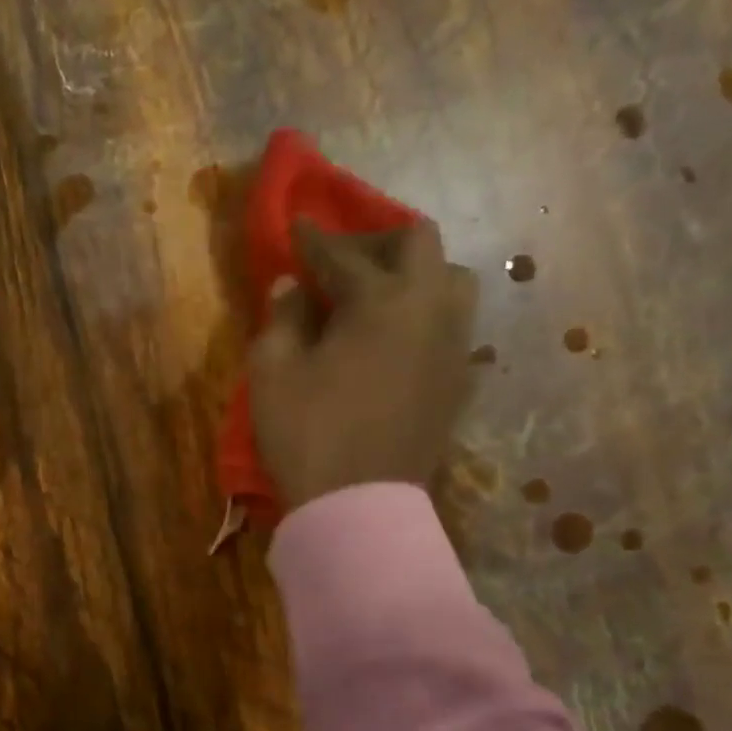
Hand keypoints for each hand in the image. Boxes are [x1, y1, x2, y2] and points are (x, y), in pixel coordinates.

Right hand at [248, 218, 477, 508]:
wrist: (357, 506)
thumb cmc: (306, 432)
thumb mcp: (272, 370)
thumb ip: (283, 317)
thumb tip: (292, 286)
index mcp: (380, 301)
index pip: (343, 253)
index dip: (313, 237)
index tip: (295, 224)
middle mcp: (429, 310)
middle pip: (420, 244)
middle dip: (375, 240)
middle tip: (339, 259)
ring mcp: (453, 346)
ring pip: (451, 280)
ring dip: (413, 273)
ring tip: (374, 294)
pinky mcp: (459, 380)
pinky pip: (452, 325)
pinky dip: (423, 314)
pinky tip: (393, 337)